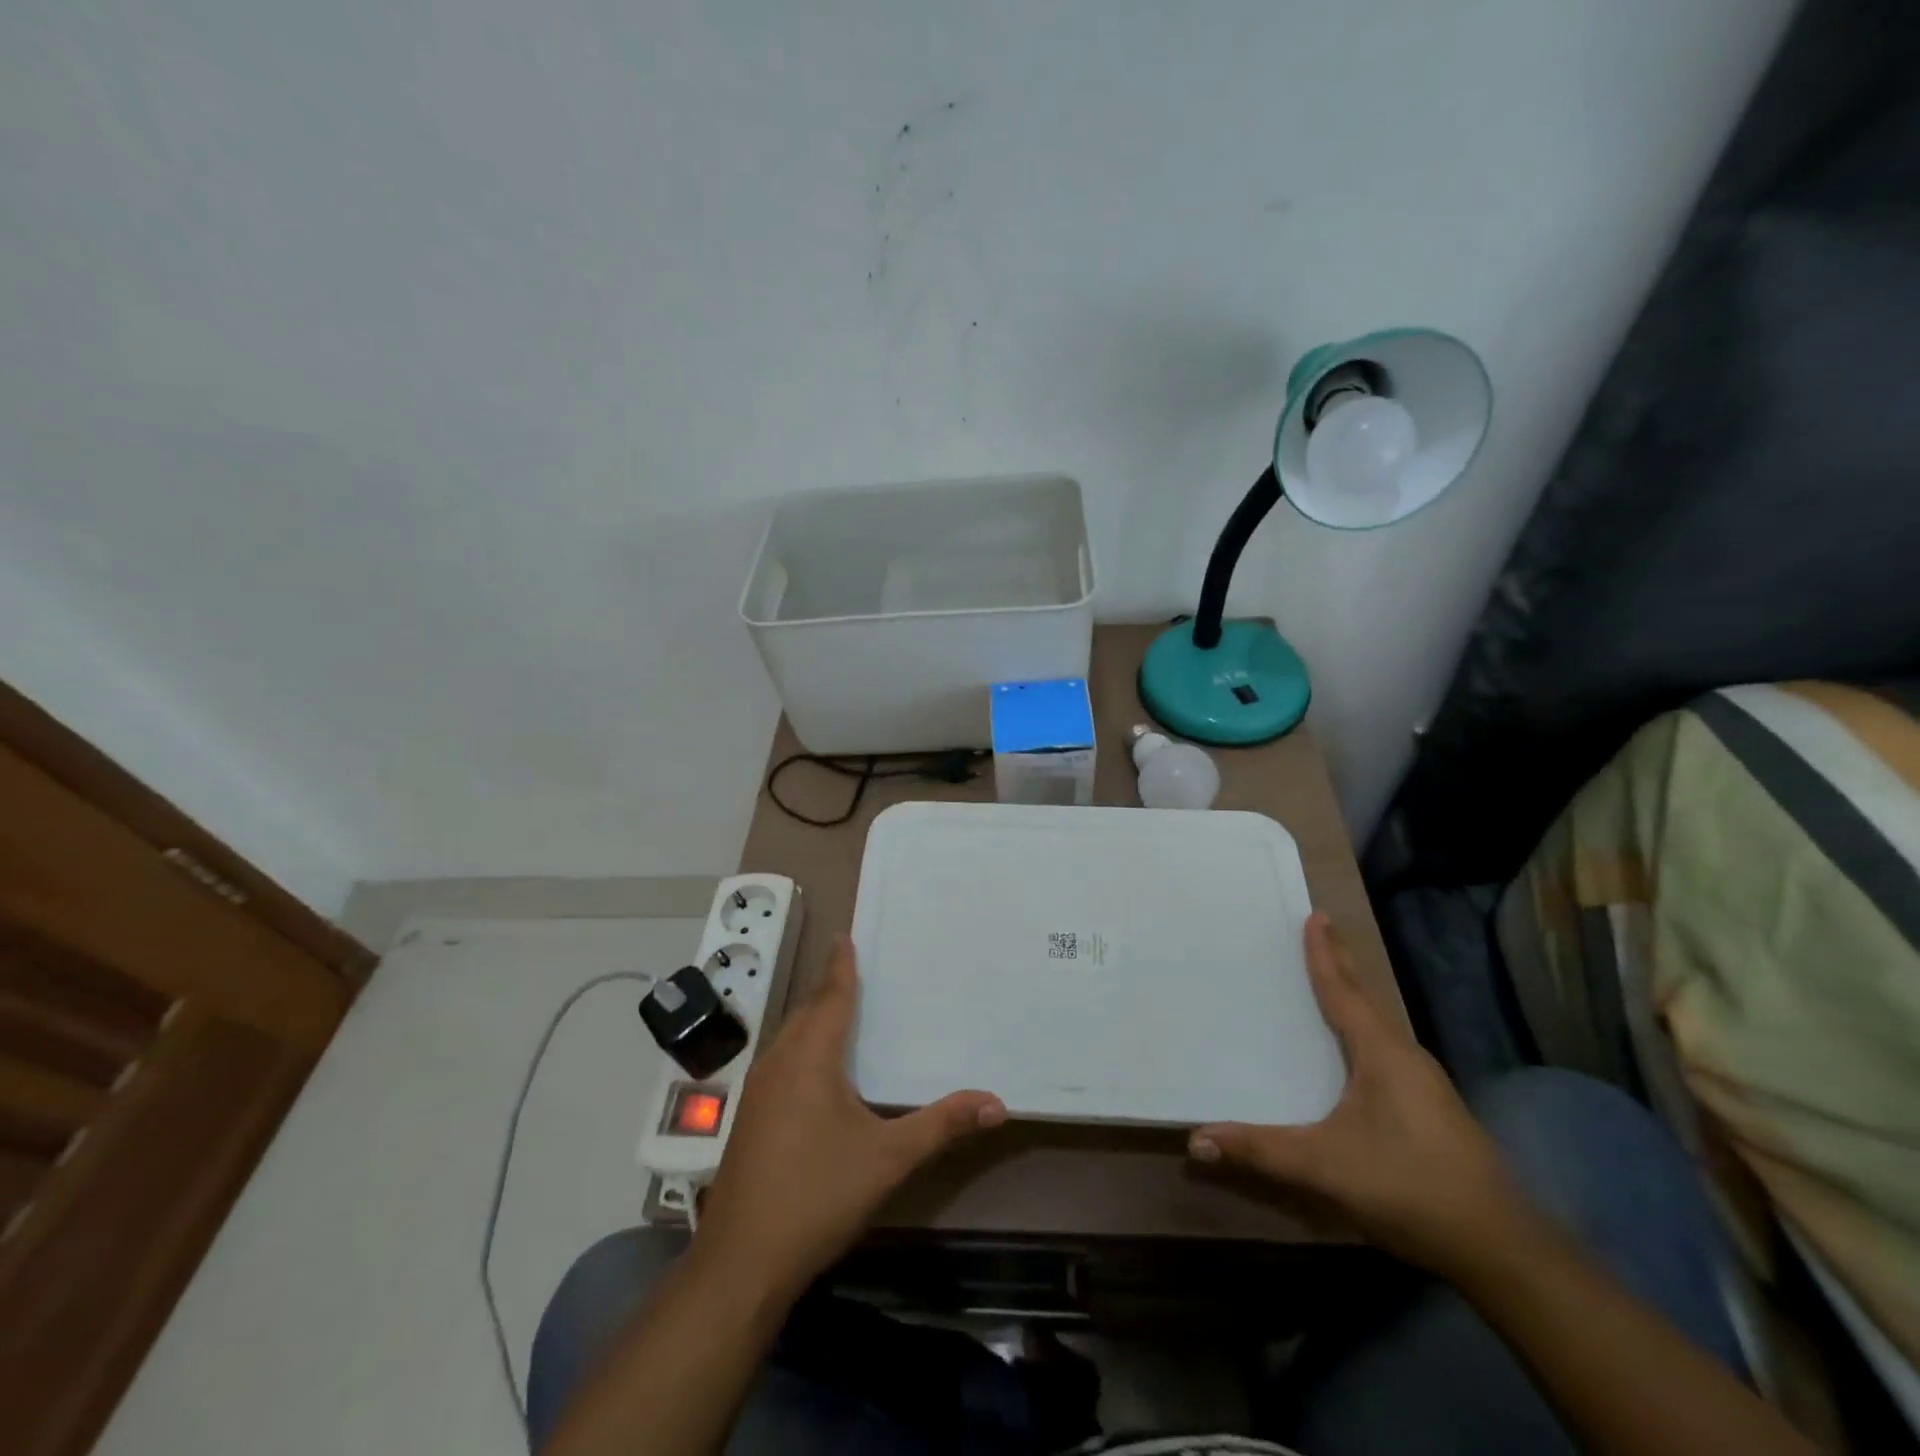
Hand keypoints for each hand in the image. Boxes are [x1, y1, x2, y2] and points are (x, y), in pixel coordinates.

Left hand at [696, 934, 1004, 1297]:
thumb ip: (941, 1125)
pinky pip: (782, 1061)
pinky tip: (818, 1071)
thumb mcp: (889, 1158)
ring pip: (790, 1037)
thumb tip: (997, 1102)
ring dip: (815, 1019)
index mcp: (810, 1057)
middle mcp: (779, 1062)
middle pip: (808, 1012)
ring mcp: (758, 1091)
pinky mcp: (750, 1117)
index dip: (841, 965)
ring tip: (843, 1012)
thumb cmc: (817, 1195)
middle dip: (831, 989)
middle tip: (859, 971)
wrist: (741, 1263)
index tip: (845, 935)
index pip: (830, 995)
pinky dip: (803, 1047)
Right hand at [1189, 913, 1534, 1279]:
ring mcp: (1425, 1085)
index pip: (1344, 991)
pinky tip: (1356, 1050)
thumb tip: (1196, 1140)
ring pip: (1380, 1026)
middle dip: (1341, 965)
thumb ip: (1260, 1150)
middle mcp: (1406, 1057)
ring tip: (1332, 981)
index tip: (1315, 916)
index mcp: (1383, 1053)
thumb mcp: (1325, 1167)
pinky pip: (1387, 1050)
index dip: (1325, 954)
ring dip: (1354, 998)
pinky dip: (1364, 1030)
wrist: (1501, 1250)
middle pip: (1366, 999)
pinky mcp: (1432, 1109)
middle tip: (1320, 931)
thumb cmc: (1410, 1188)